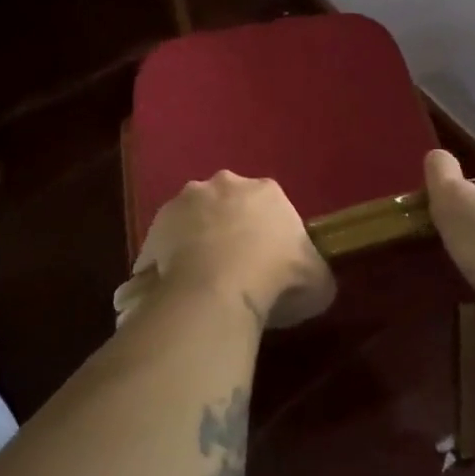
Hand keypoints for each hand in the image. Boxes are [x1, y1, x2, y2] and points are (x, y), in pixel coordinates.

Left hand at [114, 171, 335, 330]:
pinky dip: (171, 260)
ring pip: (195, 219)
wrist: (215, 292)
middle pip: (229, 204)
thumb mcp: (318, 282)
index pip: (270, 206)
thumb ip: (315, 272)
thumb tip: (312, 278)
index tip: (269, 263)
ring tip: (203, 281)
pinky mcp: (156, 225)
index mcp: (268, 190)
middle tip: (234, 268)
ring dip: (198, 240)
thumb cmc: (275, 280)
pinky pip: (167, 243)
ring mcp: (186, 201)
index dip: (269, 234)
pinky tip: (178, 288)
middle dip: (230, 228)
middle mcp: (225, 183)